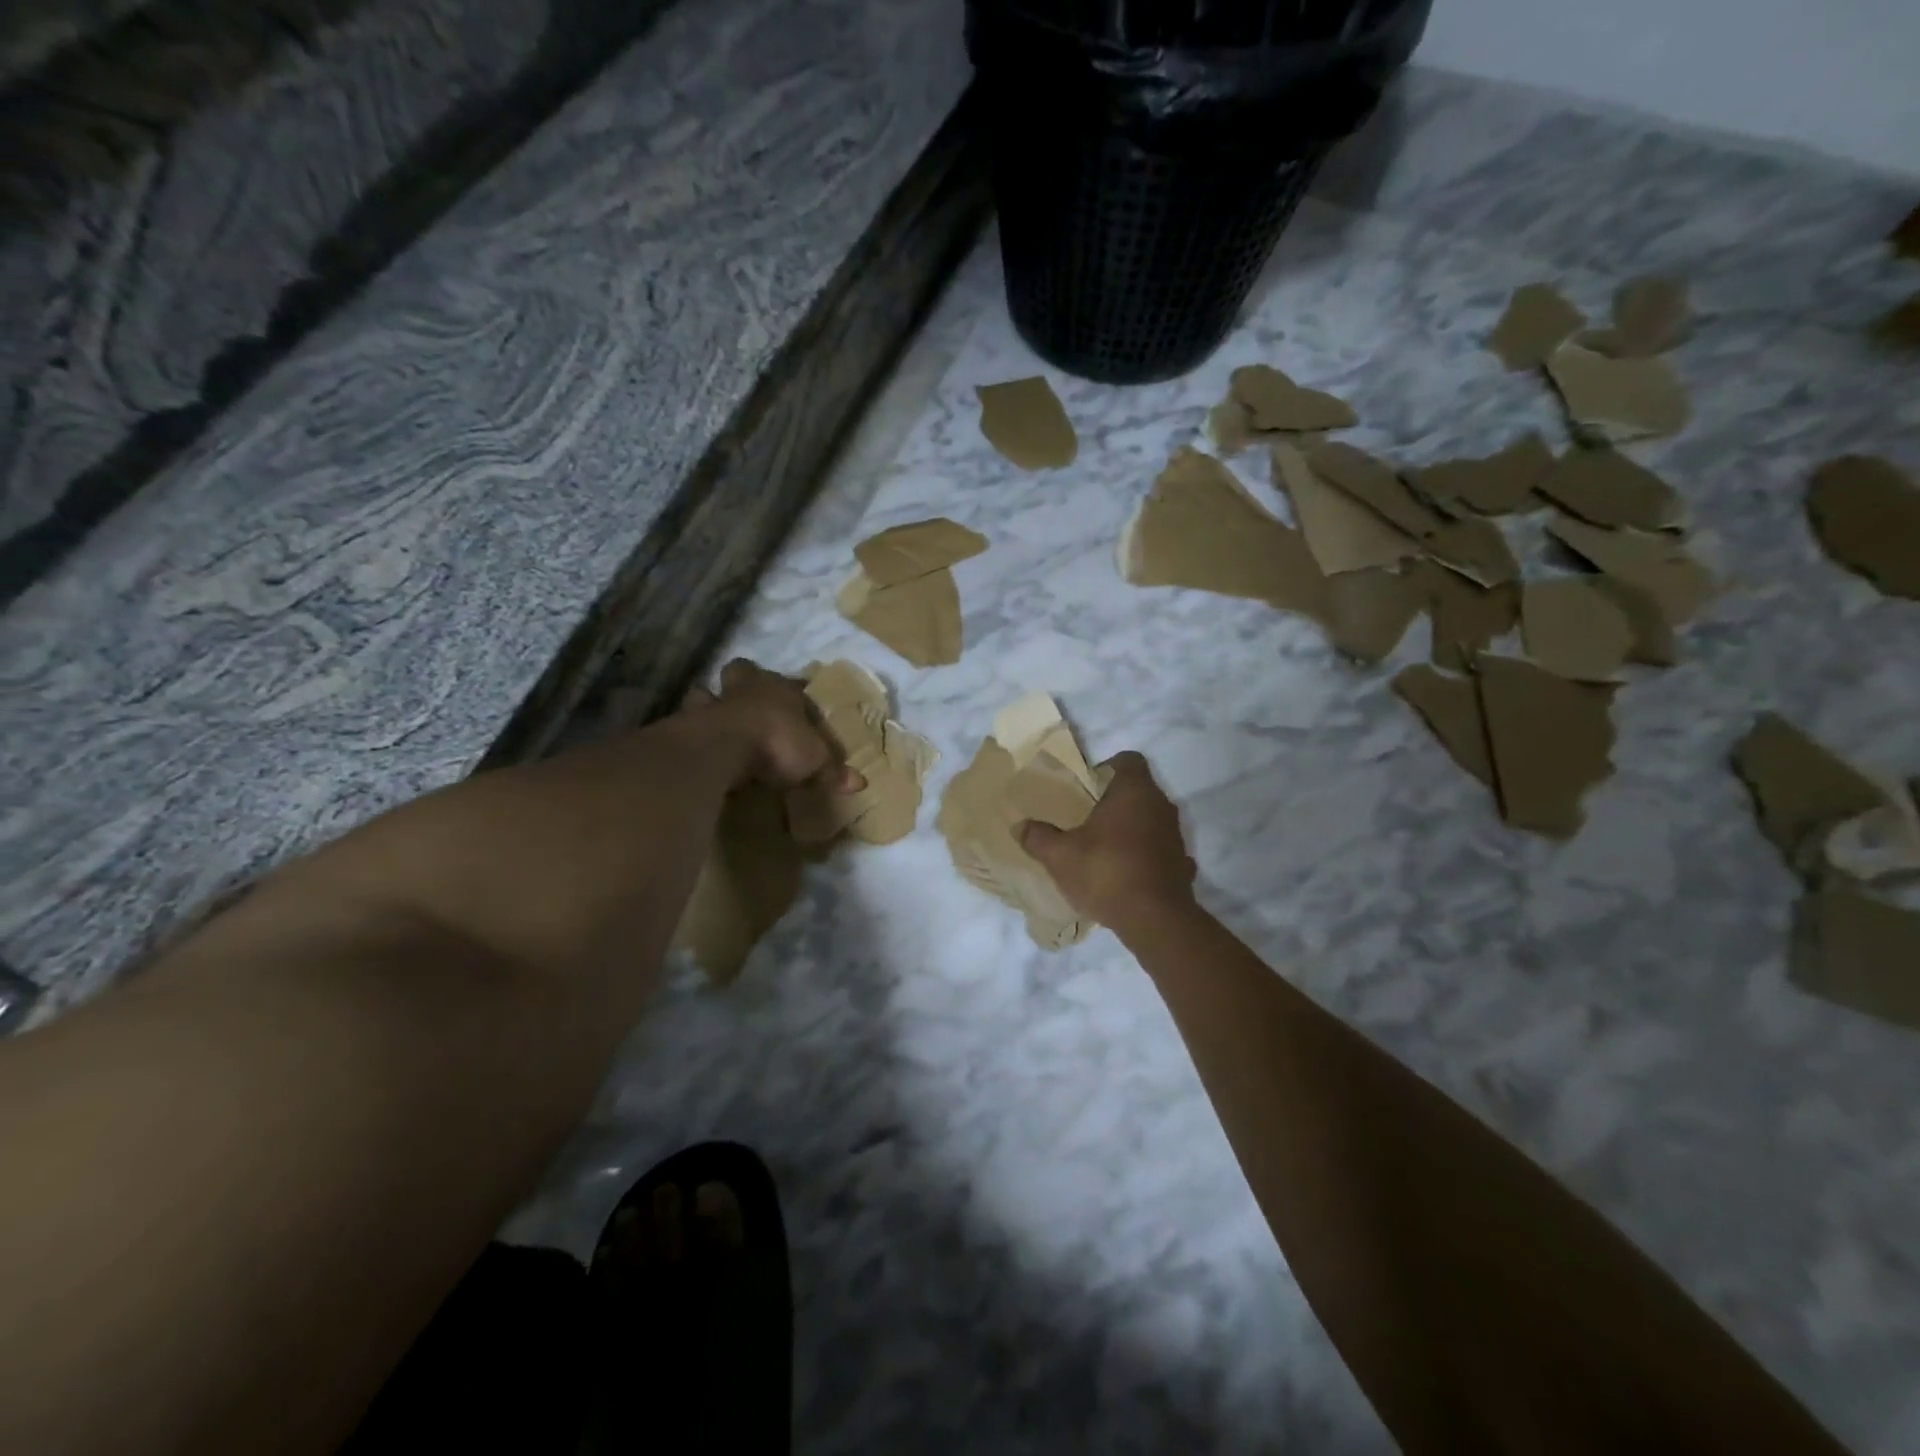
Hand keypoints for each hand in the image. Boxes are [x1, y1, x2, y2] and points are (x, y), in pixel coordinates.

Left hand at [681, 660, 862, 791]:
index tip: (799, 704)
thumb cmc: (778, 743)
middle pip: (741, 672)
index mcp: (781, 691)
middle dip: (743, 682)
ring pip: (705, 692)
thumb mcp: (815, 761)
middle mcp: (746, 690)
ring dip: (708, 703)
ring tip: (713, 720)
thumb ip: (833, 771)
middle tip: (747, 701)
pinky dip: (690, 731)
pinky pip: (687, 723)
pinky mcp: (687, 724)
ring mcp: (712, 703)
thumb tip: (861, 783)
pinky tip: (694, 745)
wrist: (725, 746)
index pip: (793, 685)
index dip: (796, 693)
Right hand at [1017, 752, 1195, 930]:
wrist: (1154, 920)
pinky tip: (1126, 873)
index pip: (1129, 760)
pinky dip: (1145, 856)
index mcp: (1134, 792)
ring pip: (1151, 820)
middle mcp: (1161, 806)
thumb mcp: (1060, 856)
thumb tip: (1019, 826)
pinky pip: (1159, 850)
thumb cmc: (1106, 872)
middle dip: (1114, 801)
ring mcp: (1175, 836)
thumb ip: (1038, 837)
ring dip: (1131, 828)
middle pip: (1139, 790)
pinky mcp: (1182, 864)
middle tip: (1087, 817)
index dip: (1108, 767)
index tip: (1088, 785)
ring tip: (1103, 847)